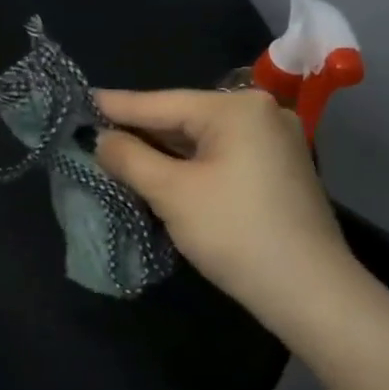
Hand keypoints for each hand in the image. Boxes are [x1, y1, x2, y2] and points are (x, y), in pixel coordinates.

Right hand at [94, 88, 358, 332]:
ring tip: (117, 151)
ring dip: (161, 149)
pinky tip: (161, 170)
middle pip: (183, 117)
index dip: (116, 106)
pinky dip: (188, 162)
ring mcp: (275, 141)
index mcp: (236, 109)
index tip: (80, 100)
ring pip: (201, 138)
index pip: (161, 103)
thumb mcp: (171, 192)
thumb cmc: (234, 232)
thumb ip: (129, 158)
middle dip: (139, 130)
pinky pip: (220, 155)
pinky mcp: (278, 170)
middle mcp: (260, 113)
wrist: (308, 290)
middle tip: (92, 131)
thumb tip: (101, 139)